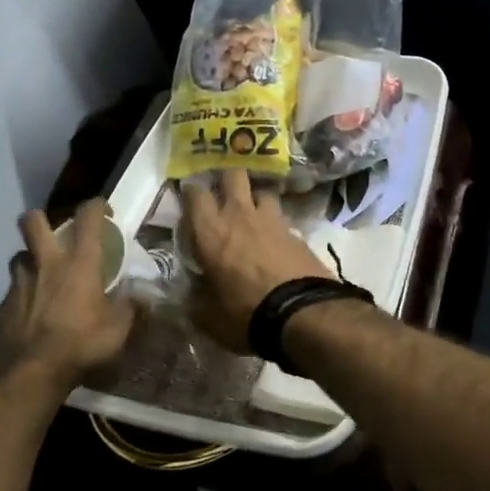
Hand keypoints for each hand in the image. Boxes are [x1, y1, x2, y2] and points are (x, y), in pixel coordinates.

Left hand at [0, 199, 136, 391]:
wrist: (29, 372)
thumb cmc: (81, 343)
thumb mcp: (118, 328)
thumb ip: (130, 307)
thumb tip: (141, 295)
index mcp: (79, 262)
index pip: (87, 216)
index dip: (96, 205)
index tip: (103, 211)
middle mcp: (46, 263)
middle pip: (32, 221)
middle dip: (41, 219)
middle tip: (54, 234)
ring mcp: (19, 282)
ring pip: (19, 255)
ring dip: (31, 260)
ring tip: (43, 276)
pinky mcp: (2, 305)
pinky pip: (13, 289)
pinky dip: (23, 295)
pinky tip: (32, 313)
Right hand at [183, 169, 330, 350]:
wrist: (301, 312)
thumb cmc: (245, 311)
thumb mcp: (208, 315)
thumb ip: (195, 298)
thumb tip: (188, 294)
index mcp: (211, 230)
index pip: (195, 193)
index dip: (191, 191)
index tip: (189, 197)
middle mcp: (239, 214)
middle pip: (233, 174)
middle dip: (227, 179)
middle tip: (223, 193)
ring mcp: (271, 218)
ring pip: (262, 190)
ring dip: (256, 197)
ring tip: (253, 213)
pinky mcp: (296, 230)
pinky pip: (281, 216)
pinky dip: (276, 223)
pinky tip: (276, 238)